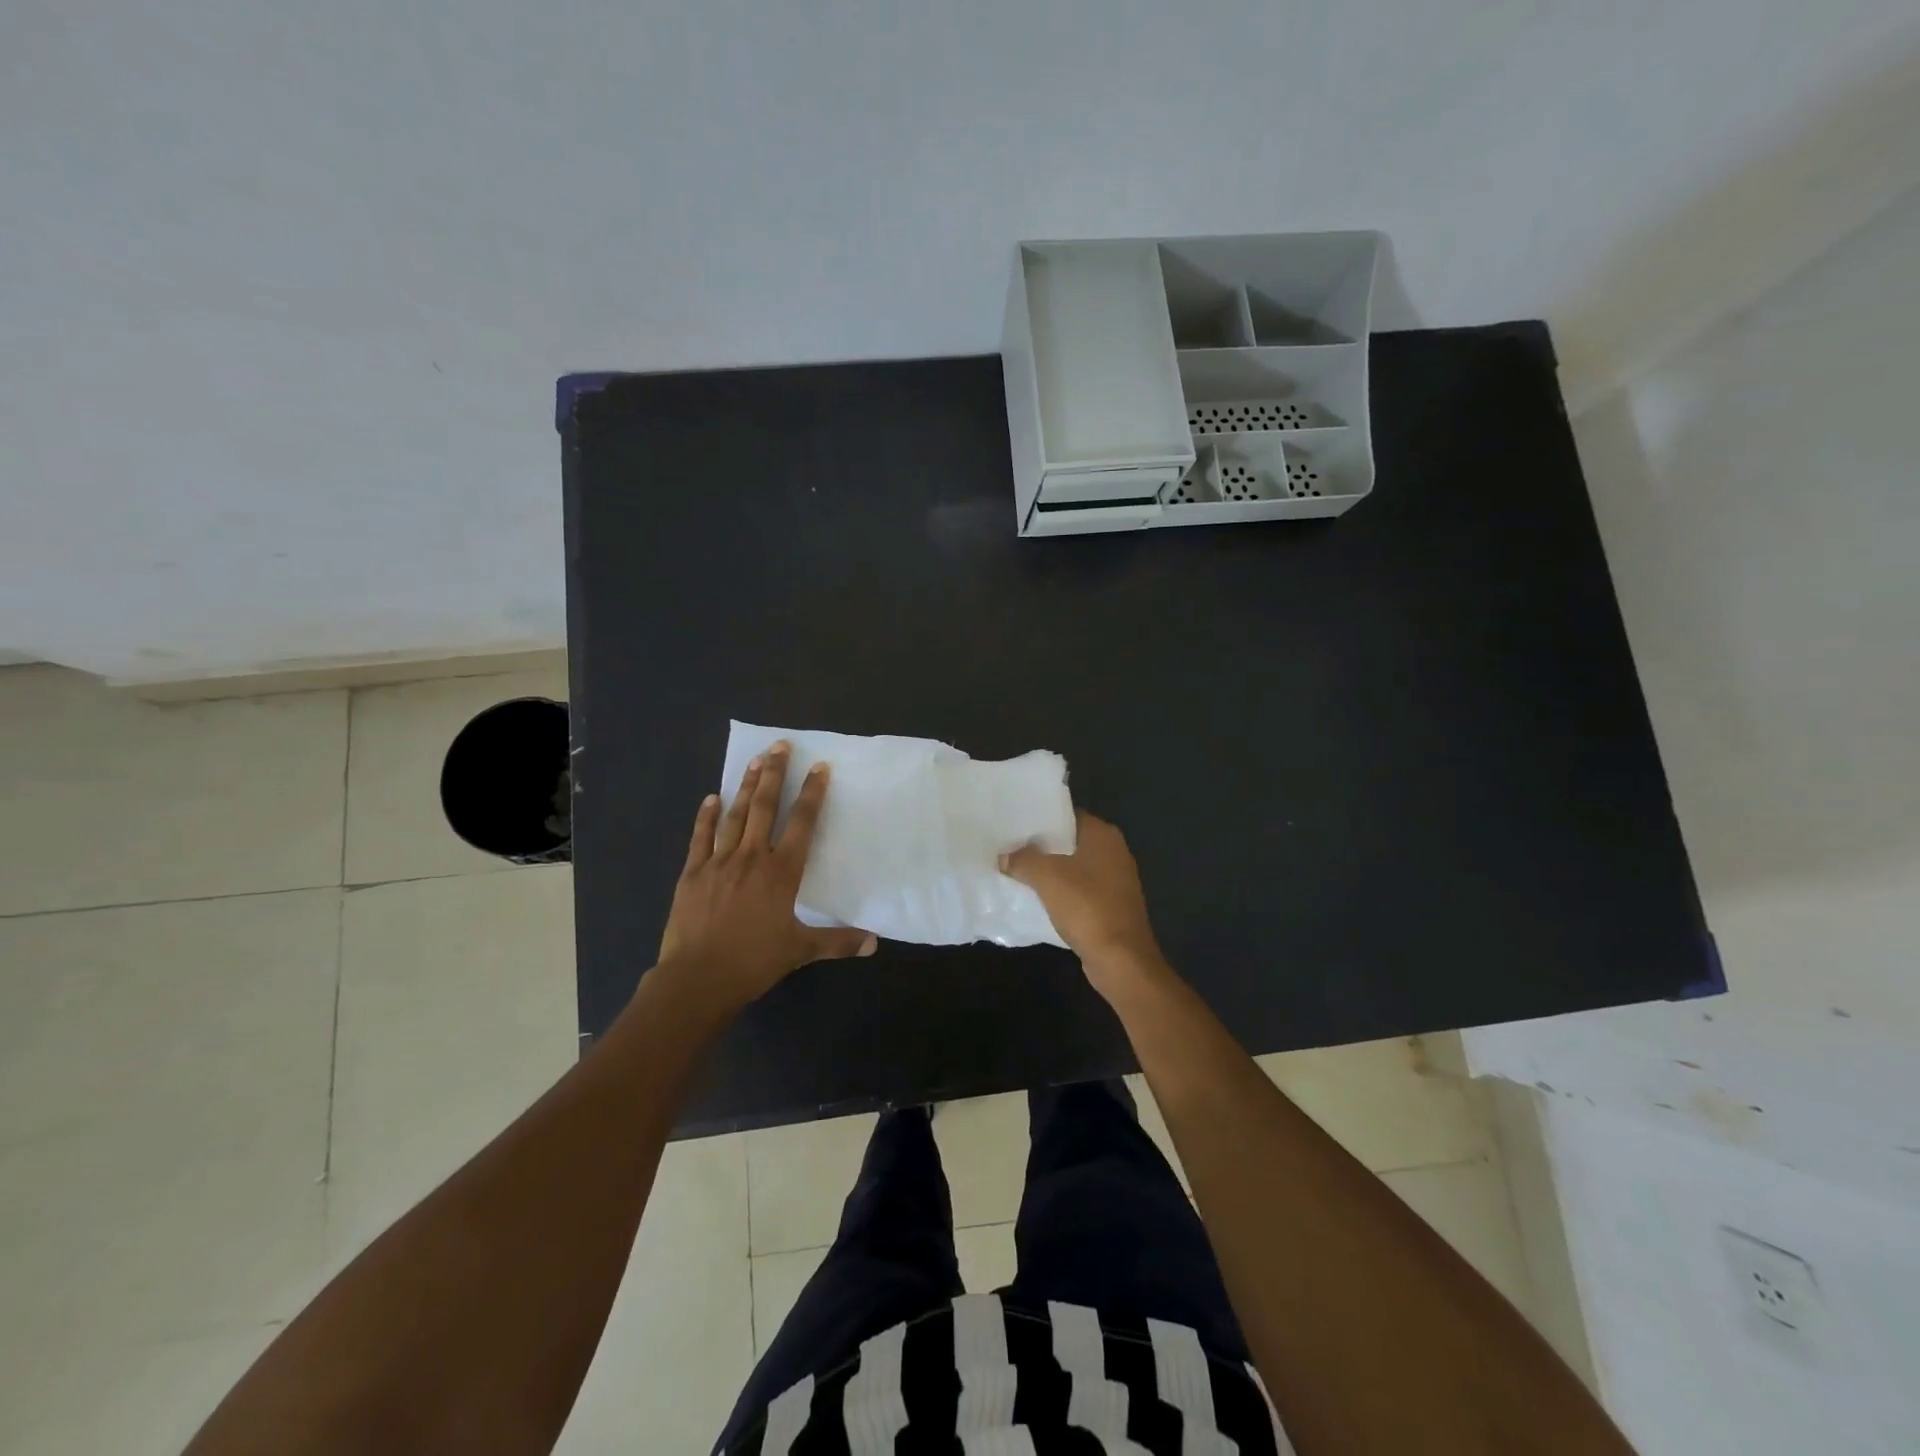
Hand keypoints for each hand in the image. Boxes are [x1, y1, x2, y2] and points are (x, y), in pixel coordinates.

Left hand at [656, 742, 876, 1016]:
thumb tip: (874, 942)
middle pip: (766, 807)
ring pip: (735, 815)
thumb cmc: (754, 962)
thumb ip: (838, 941)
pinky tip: (712, 798)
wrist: (698, 978)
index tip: (819, 767)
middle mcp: (752, 857)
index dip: (813, 794)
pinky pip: (700, 837)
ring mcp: (719, 861)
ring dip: (746, 786)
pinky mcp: (692, 872)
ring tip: (755, 760)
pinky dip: (706, 816)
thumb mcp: (801, 951)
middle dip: (775, 774)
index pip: (802, 823)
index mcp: (781, 872)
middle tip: (780, 746)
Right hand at [1001, 810, 1169, 996]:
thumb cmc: (1086, 907)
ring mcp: (1116, 881)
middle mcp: (1114, 852)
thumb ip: (1023, 860)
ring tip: (1018, 872)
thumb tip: (1005, 856)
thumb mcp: (1046, 877)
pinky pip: (1081, 891)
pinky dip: (1062, 893)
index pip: (1068, 814)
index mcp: (1104, 835)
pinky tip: (1038, 899)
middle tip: (1011, 848)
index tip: (1016, 825)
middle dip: (1043, 846)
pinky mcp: (1112, 907)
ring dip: (1051, 872)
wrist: (1120, 959)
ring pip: (1075, 868)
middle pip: (1071, 842)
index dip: (1042, 819)